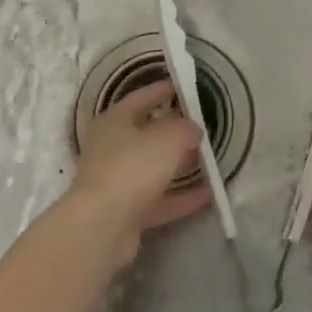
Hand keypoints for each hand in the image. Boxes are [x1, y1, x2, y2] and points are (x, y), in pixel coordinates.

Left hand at [71, 80, 211, 239]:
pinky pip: (159, 200)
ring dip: (179, 165)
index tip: (182, 86)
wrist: (102, 225)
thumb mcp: (167, 138)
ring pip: (153, 169)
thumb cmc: (132, 167)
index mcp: (114, 121)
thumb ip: (185, 128)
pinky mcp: (126, 212)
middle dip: (173, 131)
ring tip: (208, 161)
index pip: (140, 98)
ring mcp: (117, 182)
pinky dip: (181, 197)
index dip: (161, 90)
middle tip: (201, 128)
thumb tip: (192, 128)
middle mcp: (111, 148)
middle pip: (146, 135)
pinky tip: (208, 196)